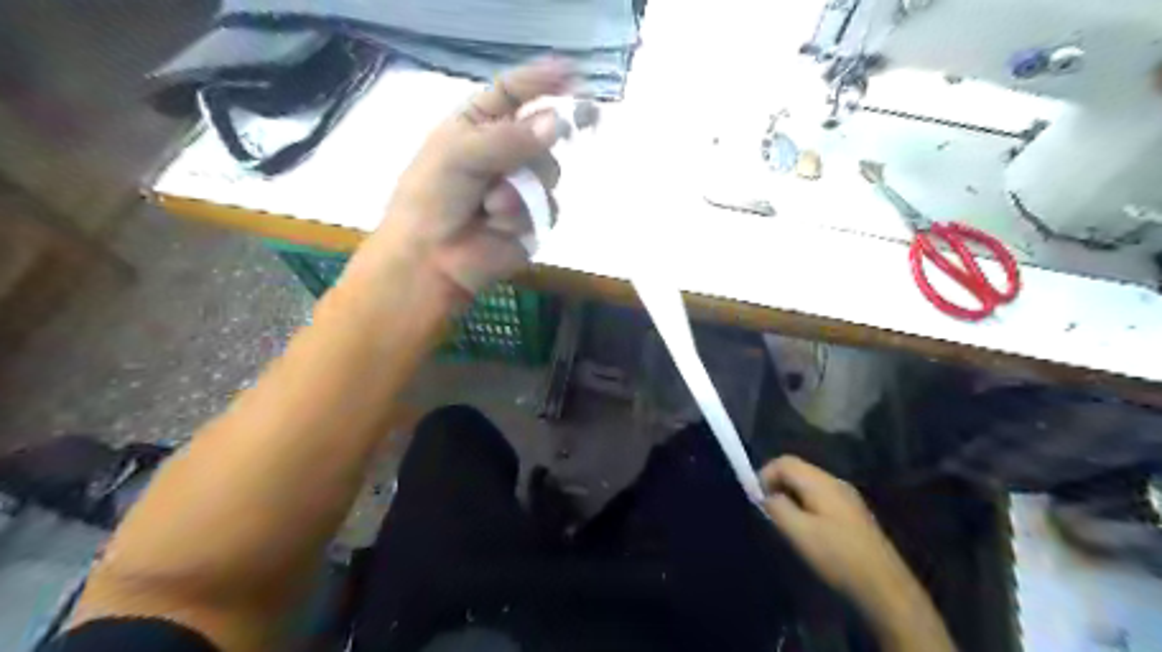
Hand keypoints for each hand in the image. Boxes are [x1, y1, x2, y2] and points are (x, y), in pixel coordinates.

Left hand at [371, 59, 569, 297]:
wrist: (430, 260)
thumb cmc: (431, 199)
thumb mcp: (460, 155)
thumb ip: (509, 138)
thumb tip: (558, 124)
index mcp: (479, 126)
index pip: (515, 93)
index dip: (542, 81)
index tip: (572, 74)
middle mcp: (505, 152)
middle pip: (544, 135)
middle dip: (535, 146)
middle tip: (521, 158)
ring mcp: (522, 187)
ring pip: (550, 173)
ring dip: (519, 190)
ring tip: (489, 206)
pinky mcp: (534, 220)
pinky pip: (549, 208)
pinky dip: (523, 217)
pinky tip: (497, 227)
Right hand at [764, 456, 917, 609]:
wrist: (885, 588)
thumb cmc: (838, 557)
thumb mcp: (799, 533)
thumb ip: (777, 508)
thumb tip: (765, 496)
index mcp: (821, 483)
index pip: (784, 461)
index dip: (764, 475)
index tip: (756, 500)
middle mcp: (835, 482)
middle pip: (797, 470)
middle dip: (777, 485)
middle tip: (767, 512)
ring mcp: (847, 497)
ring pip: (808, 485)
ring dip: (790, 497)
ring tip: (784, 523)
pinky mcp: (853, 513)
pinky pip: (820, 497)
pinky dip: (805, 505)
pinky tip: (807, 530)